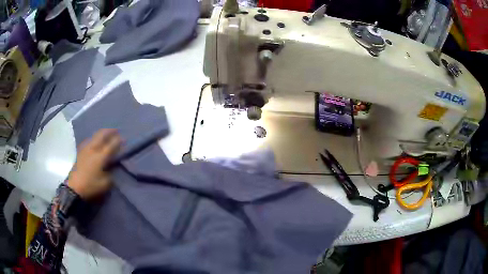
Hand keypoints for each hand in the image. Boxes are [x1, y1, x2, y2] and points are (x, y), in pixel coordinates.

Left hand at [68, 129, 120, 198]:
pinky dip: (94, 138)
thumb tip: (112, 167)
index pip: (111, 145)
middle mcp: (93, 149)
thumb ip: (110, 174)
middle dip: (109, 131)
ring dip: (101, 133)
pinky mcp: (80, 152)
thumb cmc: (90, 186)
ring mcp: (85, 149)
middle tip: (116, 130)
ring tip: (106, 133)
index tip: (124, 138)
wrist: (74, 188)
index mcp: (100, 157)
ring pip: (94, 136)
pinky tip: (95, 140)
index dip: (118, 141)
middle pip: (101, 135)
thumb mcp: (105, 184)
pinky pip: (89, 140)